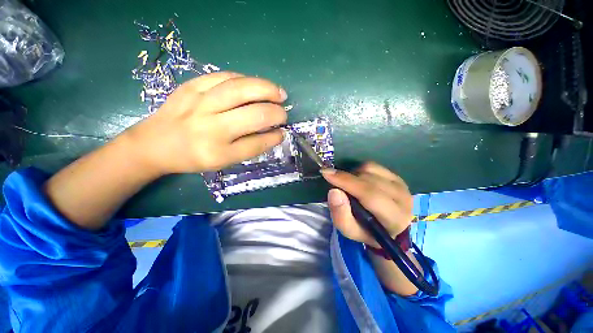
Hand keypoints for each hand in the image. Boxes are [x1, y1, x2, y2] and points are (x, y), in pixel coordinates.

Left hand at [123, 72, 288, 174]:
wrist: (154, 143)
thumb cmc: (193, 156)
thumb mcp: (224, 161)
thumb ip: (251, 147)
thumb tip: (275, 133)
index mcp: (218, 151)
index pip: (256, 143)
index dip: (274, 137)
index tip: (282, 132)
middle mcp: (210, 126)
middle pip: (253, 113)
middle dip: (275, 112)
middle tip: (284, 111)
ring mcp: (199, 102)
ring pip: (241, 89)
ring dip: (266, 89)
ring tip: (279, 92)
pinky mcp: (191, 85)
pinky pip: (225, 77)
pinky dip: (246, 80)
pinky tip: (254, 85)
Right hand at [321, 162, 413, 247]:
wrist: (389, 228)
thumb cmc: (367, 232)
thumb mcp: (350, 231)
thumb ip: (341, 215)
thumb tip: (334, 191)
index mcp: (394, 218)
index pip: (369, 194)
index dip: (346, 181)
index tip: (326, 173)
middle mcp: (402, 198)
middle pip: (368, 179)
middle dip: (346, 178)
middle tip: (334, 183)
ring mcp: (401, 184)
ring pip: (370, 169)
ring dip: (353, 175)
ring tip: (349, 186)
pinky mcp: (396, 176)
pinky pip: (373, 166)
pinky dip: (360, 170)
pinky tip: (358, 180)